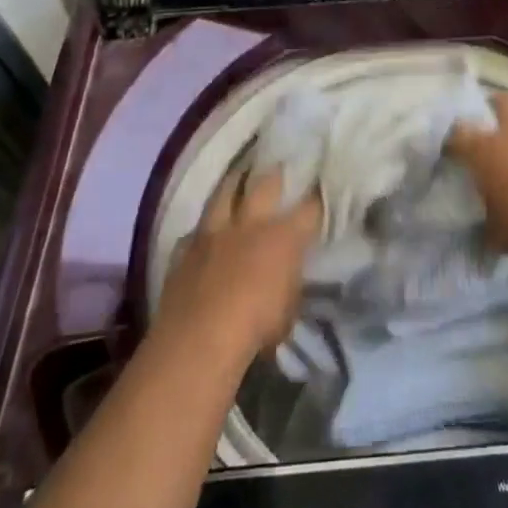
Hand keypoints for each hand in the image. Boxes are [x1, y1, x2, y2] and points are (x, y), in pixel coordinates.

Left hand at [154, 169, 322, 363]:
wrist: (198, 340)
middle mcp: (250, 224)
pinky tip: (205, 232)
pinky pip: (196, 230)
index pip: (310, 208)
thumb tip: (289, 275)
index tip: (322, 189)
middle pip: (266, 184)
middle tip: (281, 168)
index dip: (318, 198)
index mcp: (284, 237)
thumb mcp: (289, 310)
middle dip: (276, 175)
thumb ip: (290, 283)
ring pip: (225, 193)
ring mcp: (214, 233)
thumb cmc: (255, 328)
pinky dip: (204, 229)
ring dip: (234, 184)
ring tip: (240, 176)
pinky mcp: (184, 249)